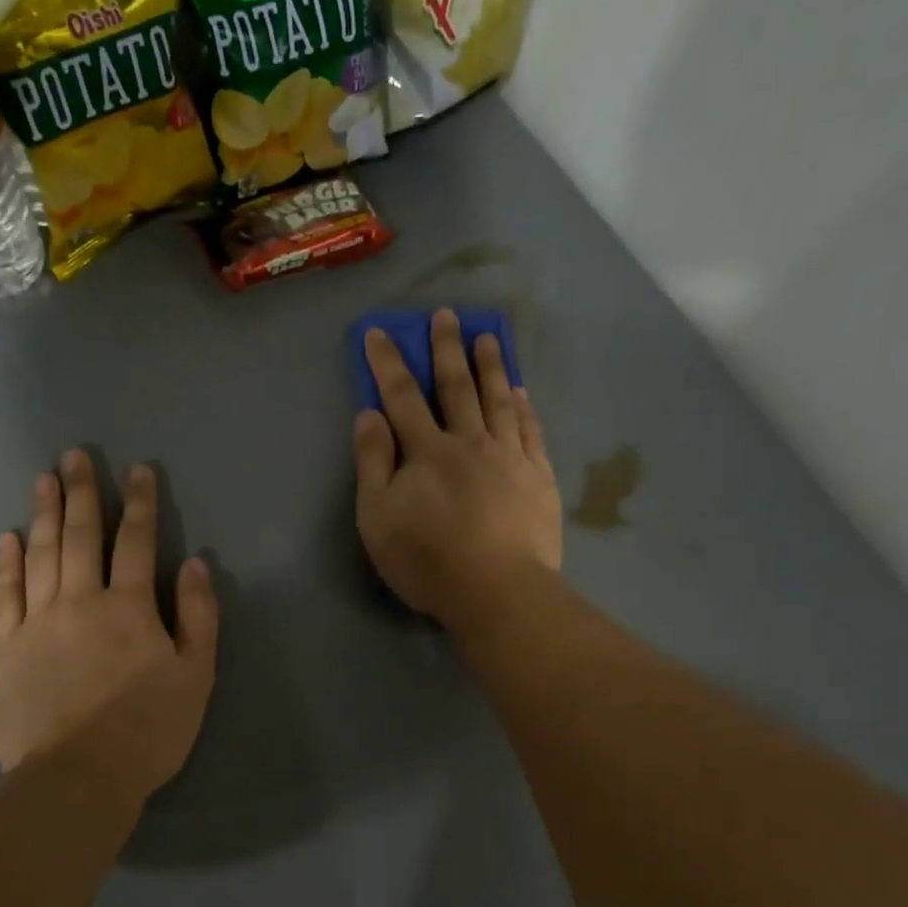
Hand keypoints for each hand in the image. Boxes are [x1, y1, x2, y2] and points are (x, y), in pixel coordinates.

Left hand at [0, 450, 218, 803]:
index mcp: (130, 607)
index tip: (138, 470)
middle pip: (82, 536)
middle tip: (74, 455)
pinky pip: (6, 594)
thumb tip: (196, 564)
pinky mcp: (7, 647)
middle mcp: (81, 601)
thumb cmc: (148, 730)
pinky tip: (8, 537)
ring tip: (43, 479)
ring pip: (41, 555)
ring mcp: (38, 622)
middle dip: (82, 492)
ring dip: (45, 514)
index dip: (140, 503)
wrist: (76, 778)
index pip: (137, 542)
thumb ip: (199, 617)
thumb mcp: (195, 677)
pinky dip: (7, 563)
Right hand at [354, 308, 562, 631]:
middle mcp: (469, 442)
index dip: (389, 363)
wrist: (498, 592)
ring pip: (498, 400)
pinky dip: (523, 406)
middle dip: (446, 349)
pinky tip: (520, 390)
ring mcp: (509, 457)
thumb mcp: (378, 518)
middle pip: (456, 387)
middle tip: (446, 315)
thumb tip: (369, 414)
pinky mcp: (538, 477)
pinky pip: (530, 430)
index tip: (380, 332)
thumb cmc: (427, 560)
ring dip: (490, 366)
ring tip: (487, 336)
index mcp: (427, 451)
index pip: (403, 396)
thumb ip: (372, 463)